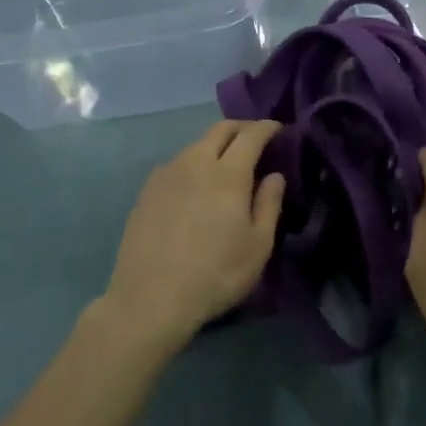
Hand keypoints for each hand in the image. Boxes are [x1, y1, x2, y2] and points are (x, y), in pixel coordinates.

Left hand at [102, 120, 284, 347]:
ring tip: (227, 163)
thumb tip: (274, 175)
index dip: (267, 128)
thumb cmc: (215, 274)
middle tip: (256, 138)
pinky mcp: (146, 191)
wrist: (150, 298)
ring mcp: (166, 174)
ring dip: (215, 145)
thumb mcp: (258, 246)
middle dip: (241, 127)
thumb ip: (269, 204)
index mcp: (227, 174)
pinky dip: (194, 163)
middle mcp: (195, 163)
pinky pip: (176, 164)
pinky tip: (196, 185)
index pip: (251, 135)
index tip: (279, 129)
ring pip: (195, 145)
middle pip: (220, 130)